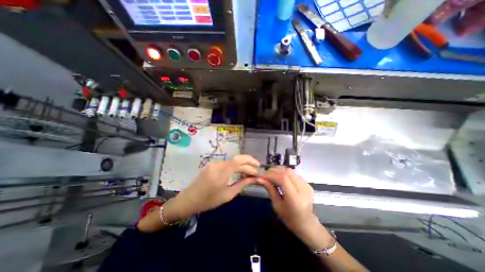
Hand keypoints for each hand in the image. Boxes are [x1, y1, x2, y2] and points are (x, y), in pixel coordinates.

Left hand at [166, 154, 259, 218]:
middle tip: (257, 166)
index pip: (239, 163)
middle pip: (237, 158)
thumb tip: (253, 179)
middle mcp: (218, 164)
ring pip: (232, 160)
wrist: (189, 200)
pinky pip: (227, 163)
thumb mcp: (227, 195)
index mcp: (221, 172)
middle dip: (249, 160)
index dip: (250, 166)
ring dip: (242, 163)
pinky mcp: (212, 165)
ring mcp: (214, 163)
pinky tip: (239, 171)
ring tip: (250, 170)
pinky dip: (235, 165)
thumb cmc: (208, 201)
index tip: (257, 173)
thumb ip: (241, 184)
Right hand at [257, 168, 333, 249]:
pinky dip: (283, 172)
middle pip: (286, 172)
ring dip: (278, 170)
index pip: (283, 179)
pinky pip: (293, 173)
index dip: (271, 175)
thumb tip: (259, 178)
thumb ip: (269, 189)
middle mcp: (303, 190)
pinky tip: (278, 175)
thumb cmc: (289, 218)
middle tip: (264, 174)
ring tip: (270, 174)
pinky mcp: (307, 183)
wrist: (306, 223)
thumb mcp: (276, 205)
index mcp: (296, 199)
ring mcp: (307, 185)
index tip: (261, 175)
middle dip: (273, 171)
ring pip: (290, 170)